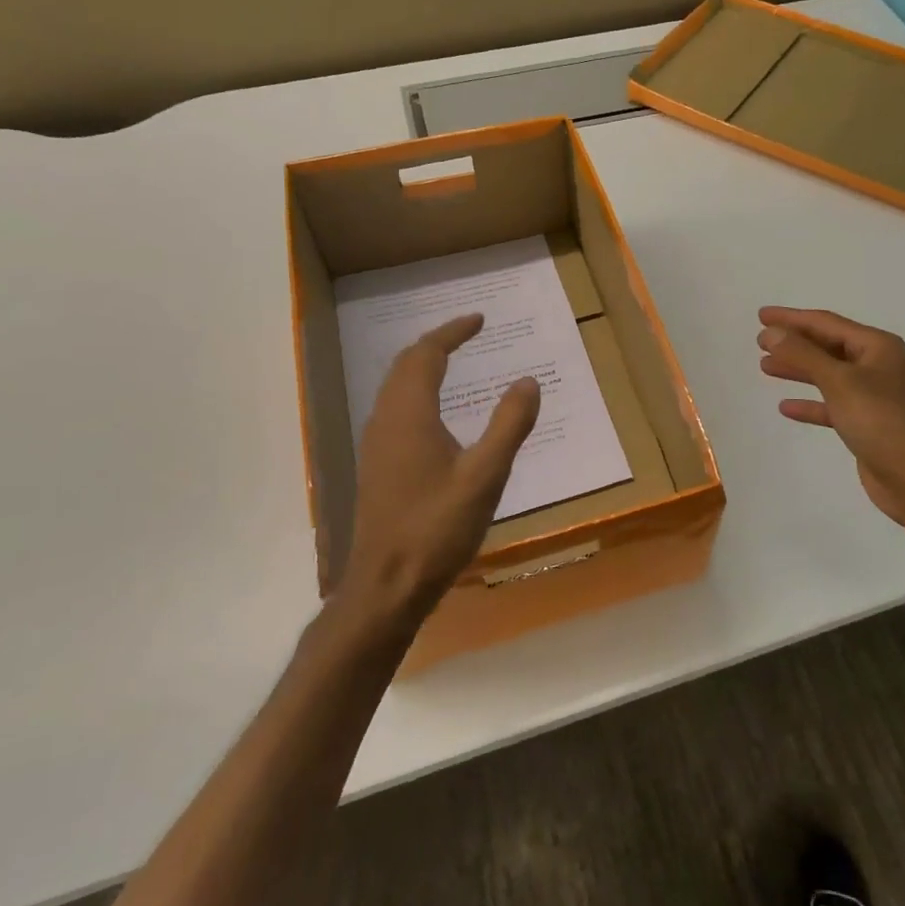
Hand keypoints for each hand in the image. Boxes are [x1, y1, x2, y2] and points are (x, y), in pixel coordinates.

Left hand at [342, 314, 540, 624]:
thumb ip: (509, 424)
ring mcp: (376, 444)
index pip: (426, 354)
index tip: (479, 320)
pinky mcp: (377, 466)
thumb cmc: (437, 527)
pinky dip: (417, 392)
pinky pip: (395, 409)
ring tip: (453, 362)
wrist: (386, 585)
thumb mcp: (485, 475)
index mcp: (409, 414)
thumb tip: (528, 381)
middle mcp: (386, 420)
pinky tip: (436, 415)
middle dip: (436, 343)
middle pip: (405, 365)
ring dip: (422, 366)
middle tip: (468, 334)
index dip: (452, 332)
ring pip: (395, 388)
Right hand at [757, 306, 904, 539]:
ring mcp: (873, 396)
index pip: (826, 323)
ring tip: (765, 367)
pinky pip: (832, 406)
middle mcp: (877, 366)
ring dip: (798, 369)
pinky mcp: (867, 425)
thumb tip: (771, 332)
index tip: (761, 315)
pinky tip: (786, 407)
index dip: (791, 318)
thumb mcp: (840, 382)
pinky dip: (810, 404)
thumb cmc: (883, 423)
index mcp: (877, 347)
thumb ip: (804, 355)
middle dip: (794, 342)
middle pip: (827, 346)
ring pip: (828, 375)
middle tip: (759, 341)